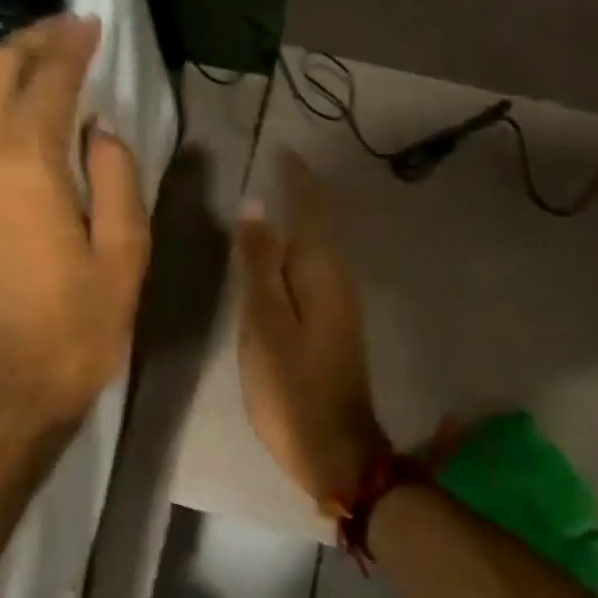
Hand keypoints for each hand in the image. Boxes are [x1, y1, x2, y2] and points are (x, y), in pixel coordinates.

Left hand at [0, 15, 148, 428]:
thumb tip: (100, 129)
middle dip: (30, 42)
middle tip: (66, 35)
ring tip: (38, 66)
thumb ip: (117, 176)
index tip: (91, 24)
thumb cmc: (78, 326)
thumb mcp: (124, 254)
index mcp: (27, 165)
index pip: (47, 79)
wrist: (7, 388)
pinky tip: (5, 117)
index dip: (71, 45)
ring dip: (0, 69)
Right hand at [236, 151, 387, 515]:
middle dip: (299, 192)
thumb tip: (257, 207)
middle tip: (272, 165)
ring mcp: (340, 304)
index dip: (295, 178)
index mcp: (321, 271)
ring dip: (299, 219)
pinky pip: (314, 272)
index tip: (281, 148)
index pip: (310, 208)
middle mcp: (338, 279)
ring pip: (317, 247)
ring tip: (272, 197)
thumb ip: (260, 264)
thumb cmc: (292, 387)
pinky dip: (298, 252)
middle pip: (319, 223)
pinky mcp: (334, 326)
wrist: (335, 448)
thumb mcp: (265, 323)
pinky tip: (280, 255)